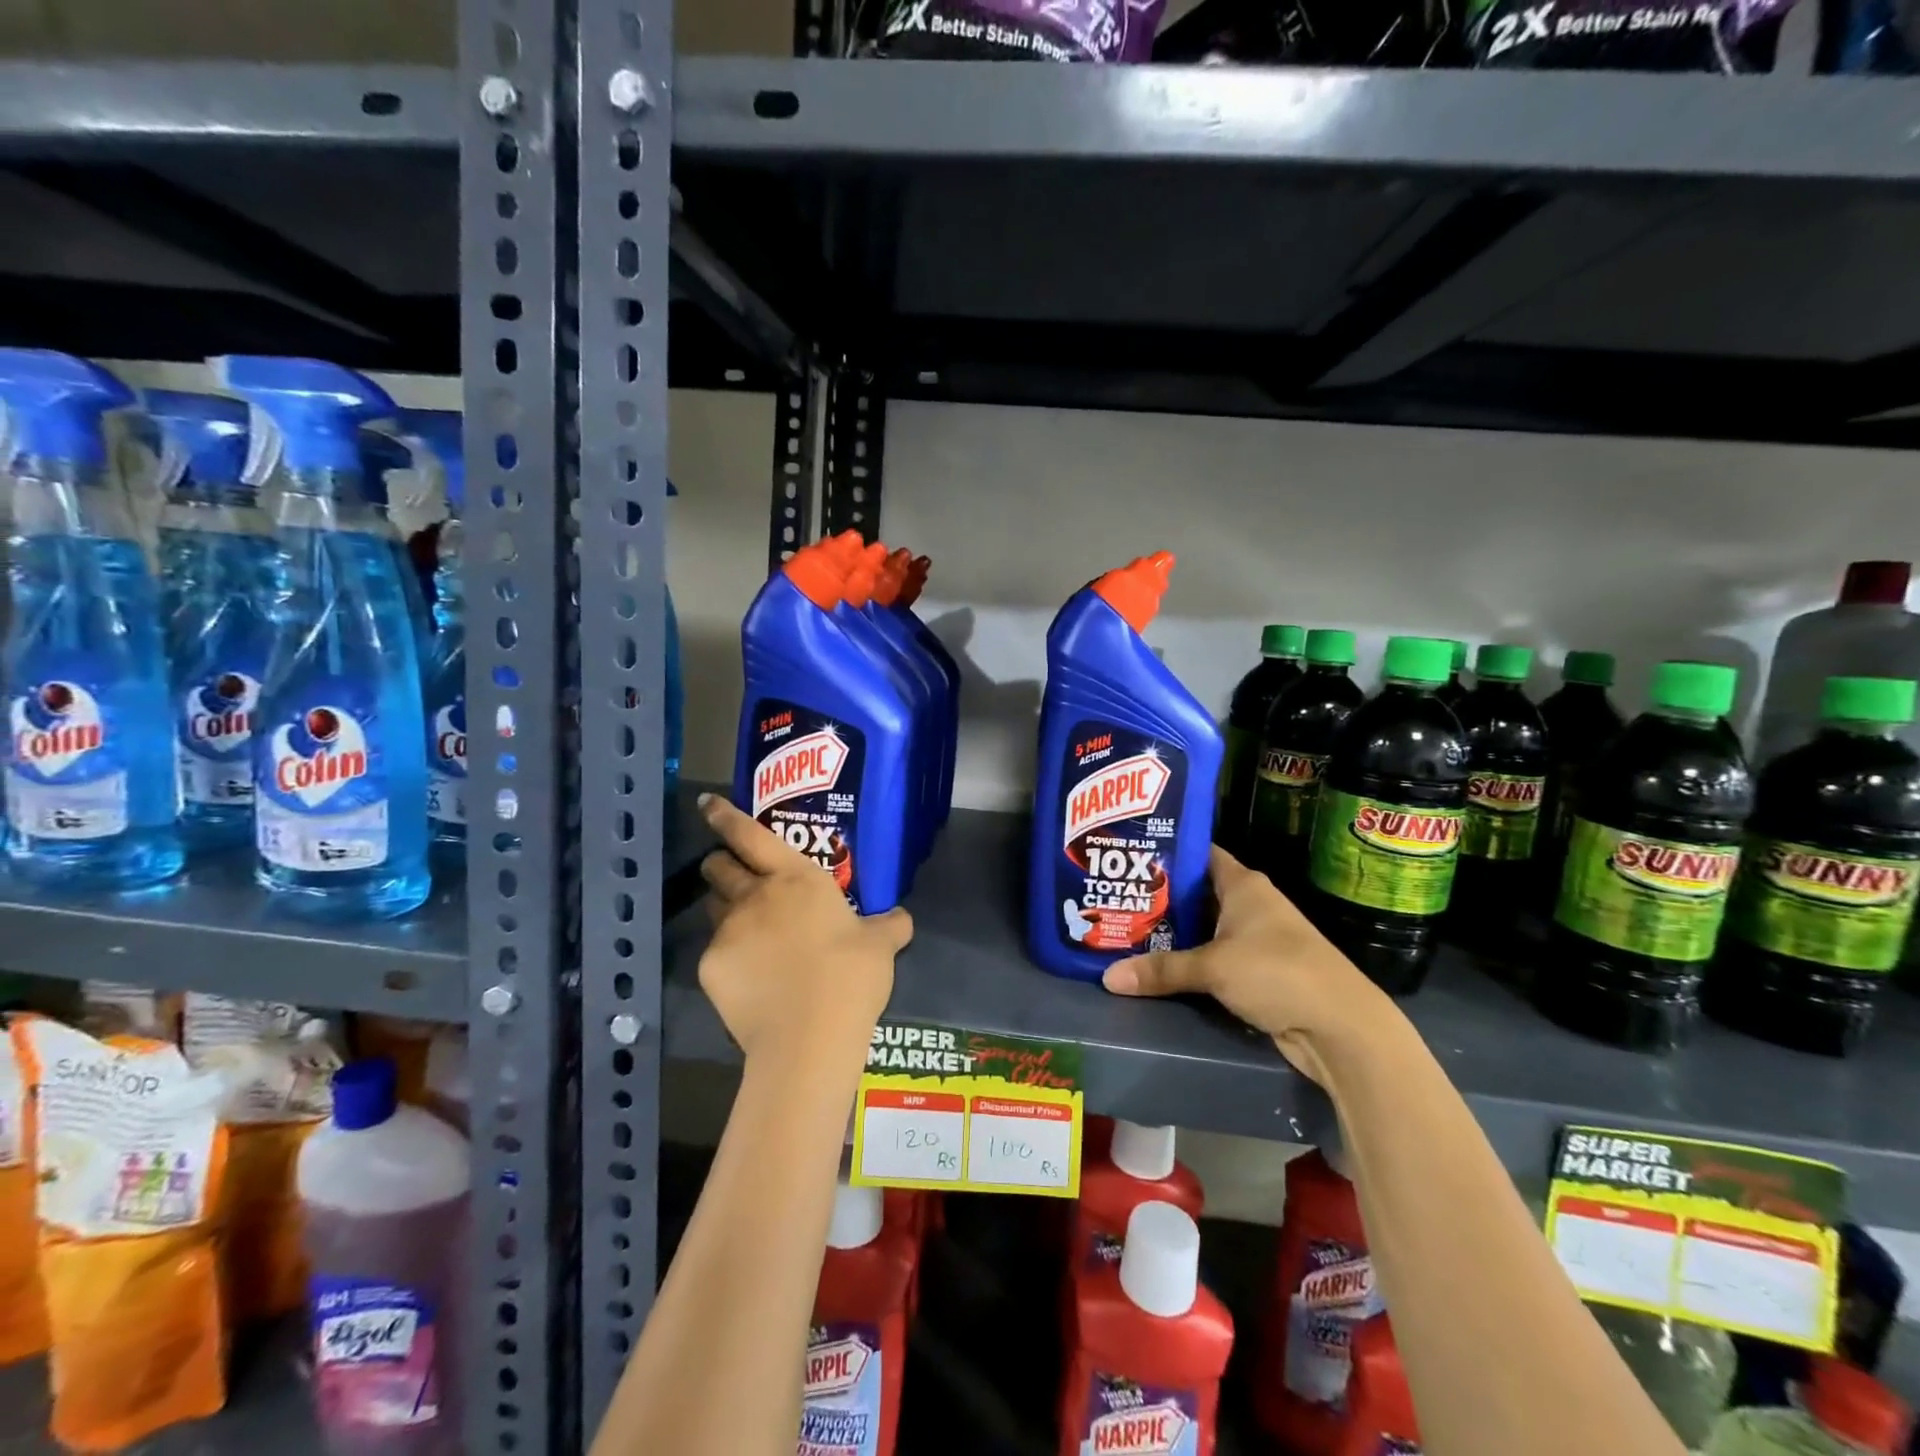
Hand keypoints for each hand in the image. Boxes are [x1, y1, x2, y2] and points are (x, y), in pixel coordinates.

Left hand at [697, 795, 911, 1065]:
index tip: (707, 803)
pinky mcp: (711, 968)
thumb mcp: (881, 945)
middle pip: (719, 866)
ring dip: (724, 908)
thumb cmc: (850, 975)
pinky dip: (729, 959)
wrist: (809, 1037)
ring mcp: (728, 931)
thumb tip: (901, 919)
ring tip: (745, 929)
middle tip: (732, 872)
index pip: (750, 834)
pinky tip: (750, 981)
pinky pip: (715, 953)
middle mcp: (756, 895)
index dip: (725, 815)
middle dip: (720, 863)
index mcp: (796, 878)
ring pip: (714, 908)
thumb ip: (888, 925)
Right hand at [1101, 847, 1403, 1083]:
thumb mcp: (1213, 967)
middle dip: (1159, 896)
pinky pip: (1212, 957)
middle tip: (1115, 896)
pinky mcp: (1257, 972)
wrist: (1340, 1028)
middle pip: (1196, 892)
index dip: (1166, 850)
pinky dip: (1189, 960)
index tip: (1129, 853)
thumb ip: (1162, 970)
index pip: (1199, 853)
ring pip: (1203, 927)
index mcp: (1244, 884)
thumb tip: (1108, 978)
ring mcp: (1255, 938)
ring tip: (1125, 928)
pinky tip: (1157, 965)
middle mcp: (1250, 904)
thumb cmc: (1278, 973)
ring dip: (1172, 932)